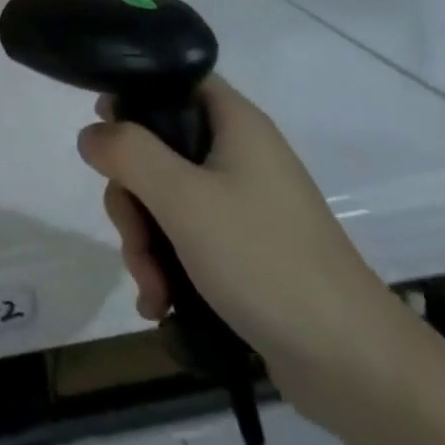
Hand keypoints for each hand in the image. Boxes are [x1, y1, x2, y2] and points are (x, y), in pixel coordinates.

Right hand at [77, 76, 404, 420]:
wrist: (353, 364)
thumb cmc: (265, 260)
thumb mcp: (184, 199)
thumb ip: (129, 153)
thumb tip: (91, 132)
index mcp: (234, 123)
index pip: (174, 81)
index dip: (133, 96)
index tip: (104, 133)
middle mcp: (238, 154)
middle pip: (158, 148)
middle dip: (131, 196)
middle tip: (132, 236)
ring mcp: (242, 204)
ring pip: (165, 198)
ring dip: (144, 240)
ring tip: (150, 286)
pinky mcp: (244, 249)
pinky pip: (186, 238)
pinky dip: (165, 265)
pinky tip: (158, 302)